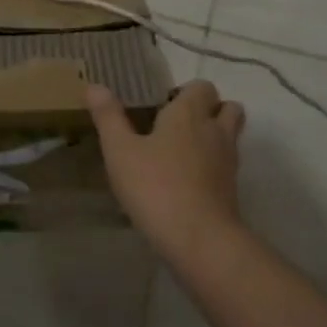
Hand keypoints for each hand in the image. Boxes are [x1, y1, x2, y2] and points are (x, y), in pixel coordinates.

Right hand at [86, 81, 245, 251]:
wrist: (199, 239)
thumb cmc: (155, 186)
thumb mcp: (120, 151)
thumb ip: (109, 117)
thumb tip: (95, 86)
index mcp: (189, 114)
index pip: (202, 87)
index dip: (186, 91)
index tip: (162, 105)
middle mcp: (215, 131)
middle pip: (228, 107)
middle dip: (209, 109)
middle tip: (177, 125)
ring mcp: (228, 161)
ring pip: (230, 136)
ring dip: (214, 136)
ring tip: (181, 151)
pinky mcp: (232, 189)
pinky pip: (226, 165)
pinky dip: (213, 165)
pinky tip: (187, 180)